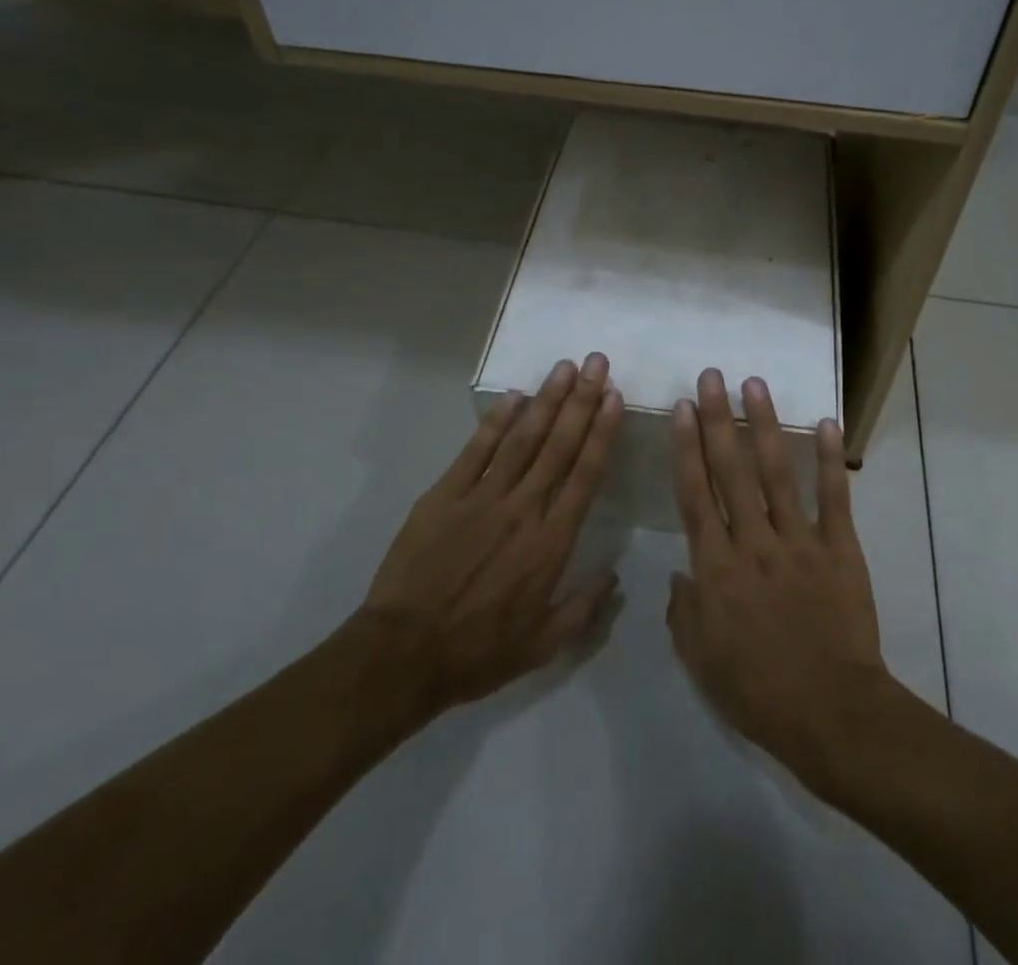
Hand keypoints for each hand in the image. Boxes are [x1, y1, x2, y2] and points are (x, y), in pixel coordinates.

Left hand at [349, 353, 624, 723]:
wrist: (403, 655)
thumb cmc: (478, 652)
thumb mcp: (543, 645)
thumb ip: (584, 607)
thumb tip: (615, 574)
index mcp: (551, 542)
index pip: (585, 474)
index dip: (602, 432)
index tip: (615, 398)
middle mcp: (523, 509)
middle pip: (559, 445)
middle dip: (581, 400)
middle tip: (597, 363)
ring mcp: (482, 497)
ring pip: (522, 438)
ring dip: (547, 400)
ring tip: (565, 367)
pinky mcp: (445, 495)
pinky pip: (476, 450)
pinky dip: (496, 421)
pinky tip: (514, 396)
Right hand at [666, 368, 890, 791]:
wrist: (831, 715)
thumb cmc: (758, 692)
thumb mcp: (701, 661)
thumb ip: (684, 612)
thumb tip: (679, 574)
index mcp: (715, 569)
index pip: (694, 496)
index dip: (686, 448)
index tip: (683, 409)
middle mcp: (752, 544)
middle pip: (730, 472)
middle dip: (718, 420)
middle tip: (711, 377)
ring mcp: (798, 542)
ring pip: (776, 473)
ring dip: (764, 426)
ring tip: (754, 385)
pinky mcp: (839, 549)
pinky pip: (833, 498)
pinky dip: (829, 460)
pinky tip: (824, 423)